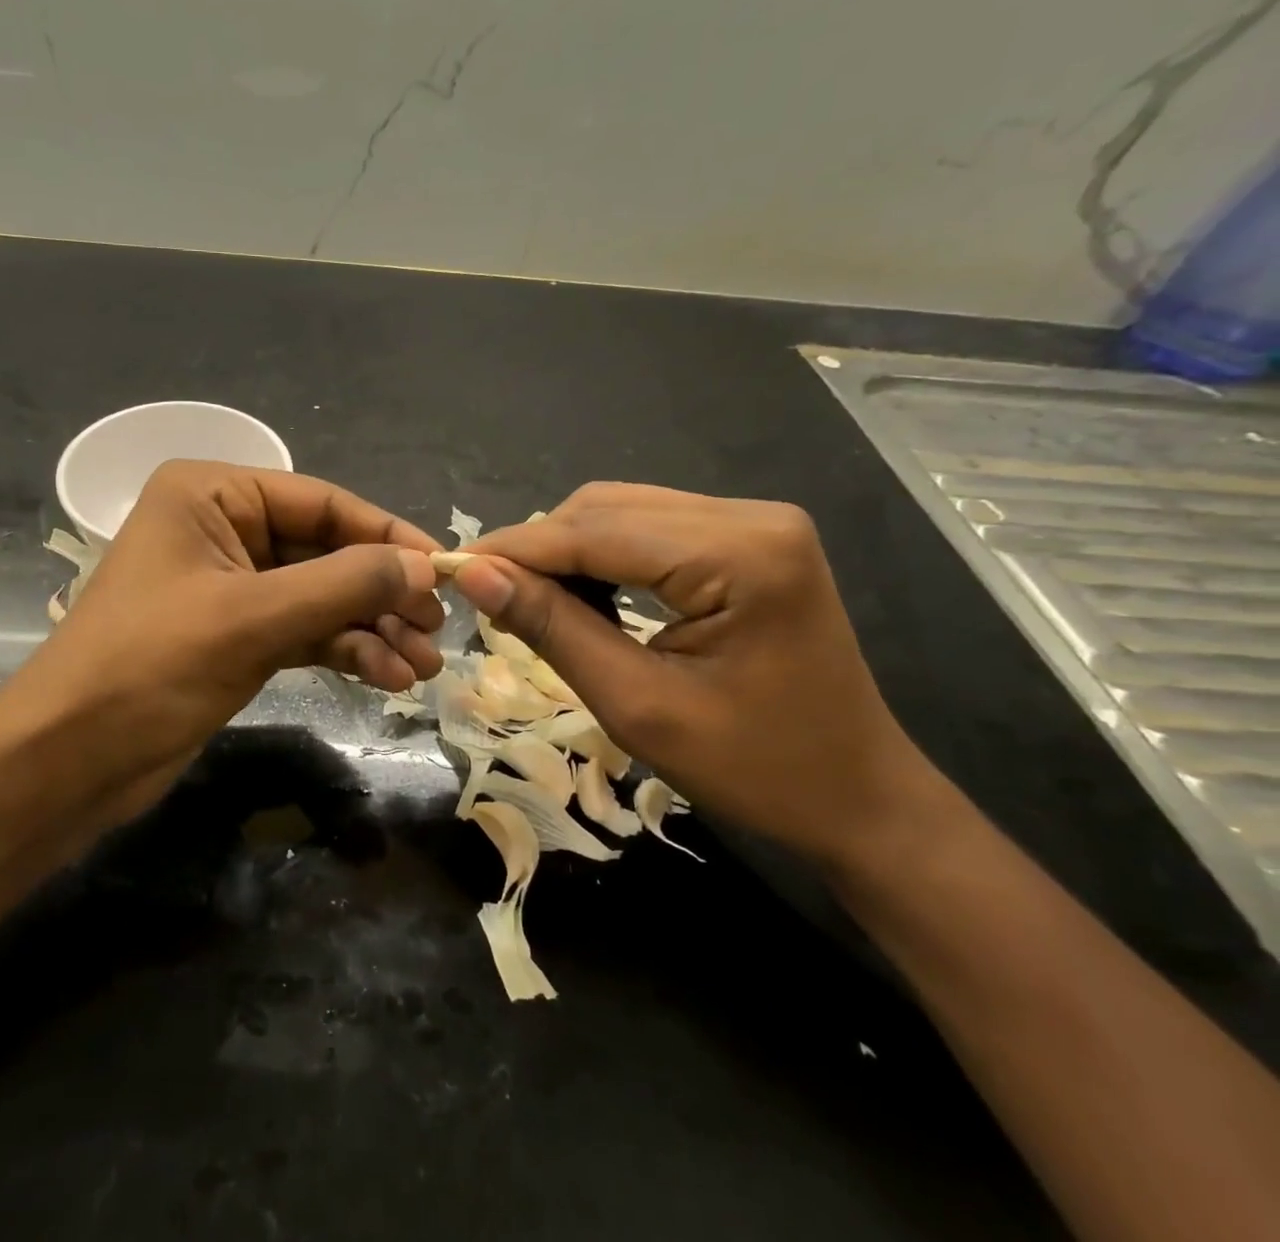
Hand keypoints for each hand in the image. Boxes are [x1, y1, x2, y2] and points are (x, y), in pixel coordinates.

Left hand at [0, 460, 445, 819]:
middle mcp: (223, 528)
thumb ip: (343, 584)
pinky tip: (387, 677)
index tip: (446, 570)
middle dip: (381, 591)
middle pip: (325, 549)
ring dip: (371, 627)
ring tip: (423, 667)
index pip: (321, 501)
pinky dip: (344, 650)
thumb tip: (424, 566)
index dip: (386, 535)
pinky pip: (304, 629)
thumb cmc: (150, 667)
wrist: (69, 760)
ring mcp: (230, 584)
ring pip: (320, 594)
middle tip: (437, 629)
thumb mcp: (253, 618)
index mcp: (212, 495)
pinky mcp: (235, 634)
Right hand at [450, 483, 941, 865]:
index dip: (515, 550)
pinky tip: (583, 595)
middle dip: (539, 550)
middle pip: (605, 509)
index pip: (594, 531)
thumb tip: (475, 575)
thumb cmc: (756, 770)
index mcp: (738, 554)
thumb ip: (554, 629)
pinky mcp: (749, 540)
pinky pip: (649, 529)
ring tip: (530, 601)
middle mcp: (750, 516)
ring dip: (567, 551)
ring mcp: (754, 523)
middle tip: (488, 597)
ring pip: (621, 512)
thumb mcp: (638, 706)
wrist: (860, 800)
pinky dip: (602, 556)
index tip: (449, 569)